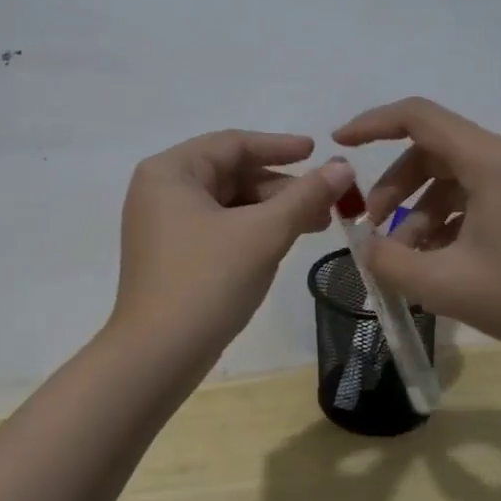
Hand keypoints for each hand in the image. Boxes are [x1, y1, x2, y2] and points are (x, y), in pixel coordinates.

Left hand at [112, 130, 353, 360]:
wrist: (157, 356)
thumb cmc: (207, 281)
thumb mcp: (263, 234)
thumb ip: (305, 196)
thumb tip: (343, 168)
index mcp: (170, 172)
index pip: (232, 144)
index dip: (279, 147)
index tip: (318, 152)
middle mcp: (160, 190)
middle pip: (230, 173)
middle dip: (281, 186)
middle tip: (327, 201)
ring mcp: (162, 225)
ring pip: (228, 203)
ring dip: (272, 210)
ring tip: (317, 224)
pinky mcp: (171, 255)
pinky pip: (218, 228)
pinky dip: (252, 230)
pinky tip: (284, 242)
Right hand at [331, 98, 500, 360]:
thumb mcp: (444, 284)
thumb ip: (388, 262)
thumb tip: (365, 246)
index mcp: (490, 160)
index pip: (418, 117)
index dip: (372, 124)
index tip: (339, 143)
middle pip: (431, 151)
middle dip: (395, 187)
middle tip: (374, 229)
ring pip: (451, 177)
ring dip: (418, 210)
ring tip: (405, 257)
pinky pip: (474, 195)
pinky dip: (446, 220)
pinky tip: (436, 260)